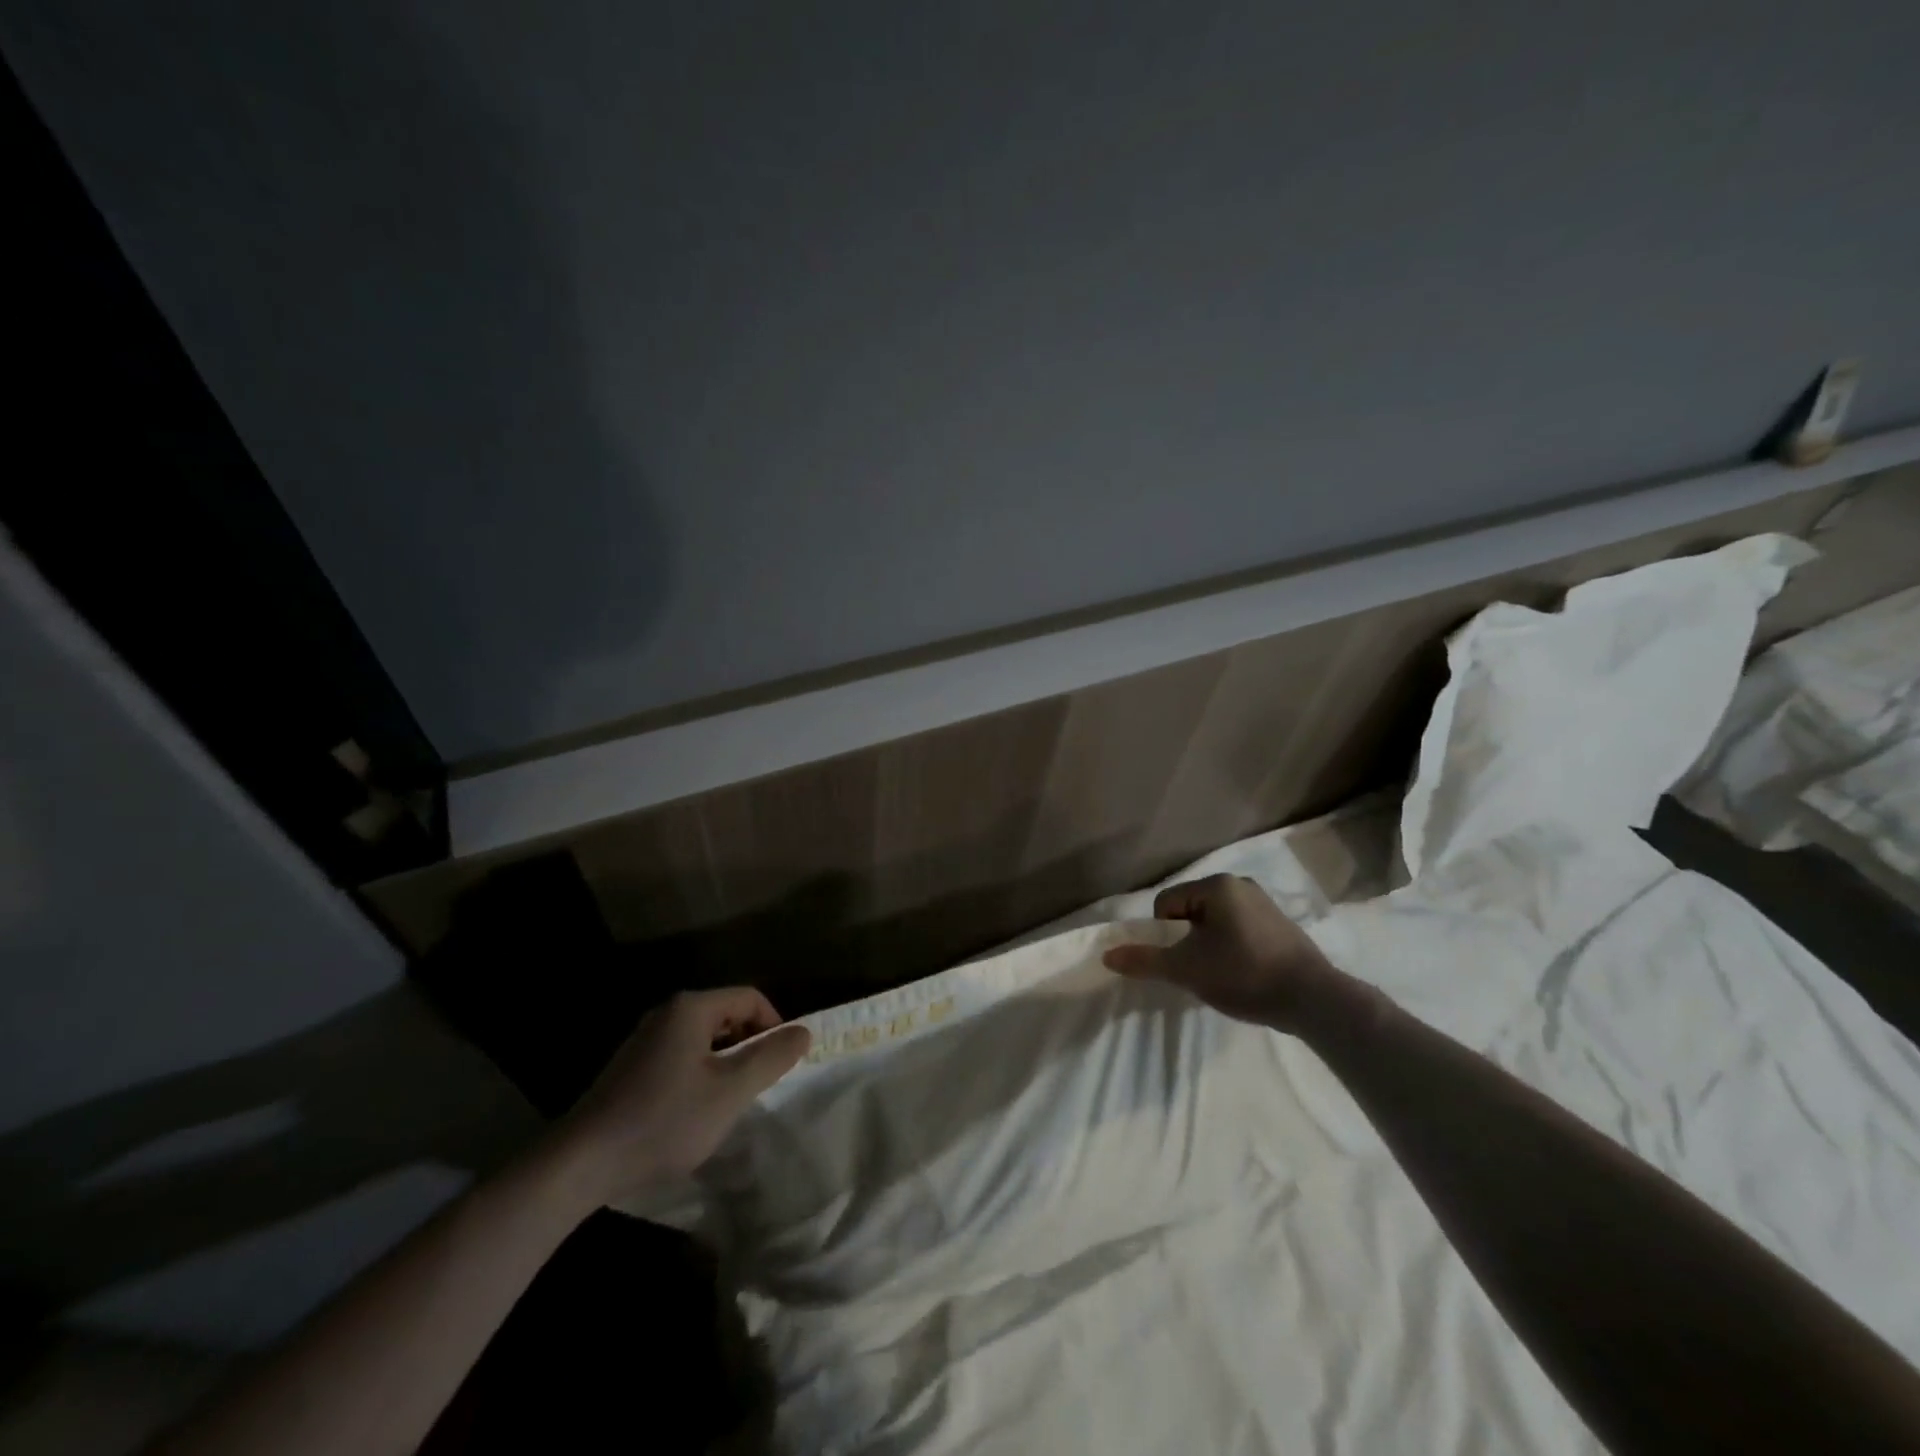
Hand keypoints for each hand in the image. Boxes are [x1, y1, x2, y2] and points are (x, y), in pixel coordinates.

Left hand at [550, 988, 810, 1206]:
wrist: (581, 1163)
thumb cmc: (664, 1120)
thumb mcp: (730, 1092)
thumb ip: (771, 1058)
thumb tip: (804, 1032)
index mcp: (691, 1008)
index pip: (750, 998)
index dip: (774, 1024)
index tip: (782, 1062)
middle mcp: (667, 1014)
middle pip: (726, 1015)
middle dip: (750, 1044)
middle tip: (760, 1083)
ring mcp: (644, 1040)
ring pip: (703, 1039)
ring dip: (725, 1062)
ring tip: (731, 1100)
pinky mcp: (630, 1068)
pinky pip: (680, 1056)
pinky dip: (699, 1074)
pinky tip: (694, 1111)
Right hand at [1102, 874, 1345, 1031]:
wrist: (1315, 1000)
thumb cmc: (1244, 974)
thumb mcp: (1187, 969)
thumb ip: (1145, 960)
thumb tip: (1107, 955)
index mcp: (1217, 886)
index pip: (1167, 903)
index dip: (1164, 934)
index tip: (1180, 961)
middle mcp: (1241, 885)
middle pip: (1191, 911)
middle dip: (1187, 940)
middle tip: (1199, 970)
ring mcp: (1265, 903)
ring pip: (1215, 922)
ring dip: (1209, 946)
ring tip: (1222, 975)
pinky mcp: (1281, 924)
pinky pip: (1240, 929)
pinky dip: (1233, 949)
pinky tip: (1244, 974)